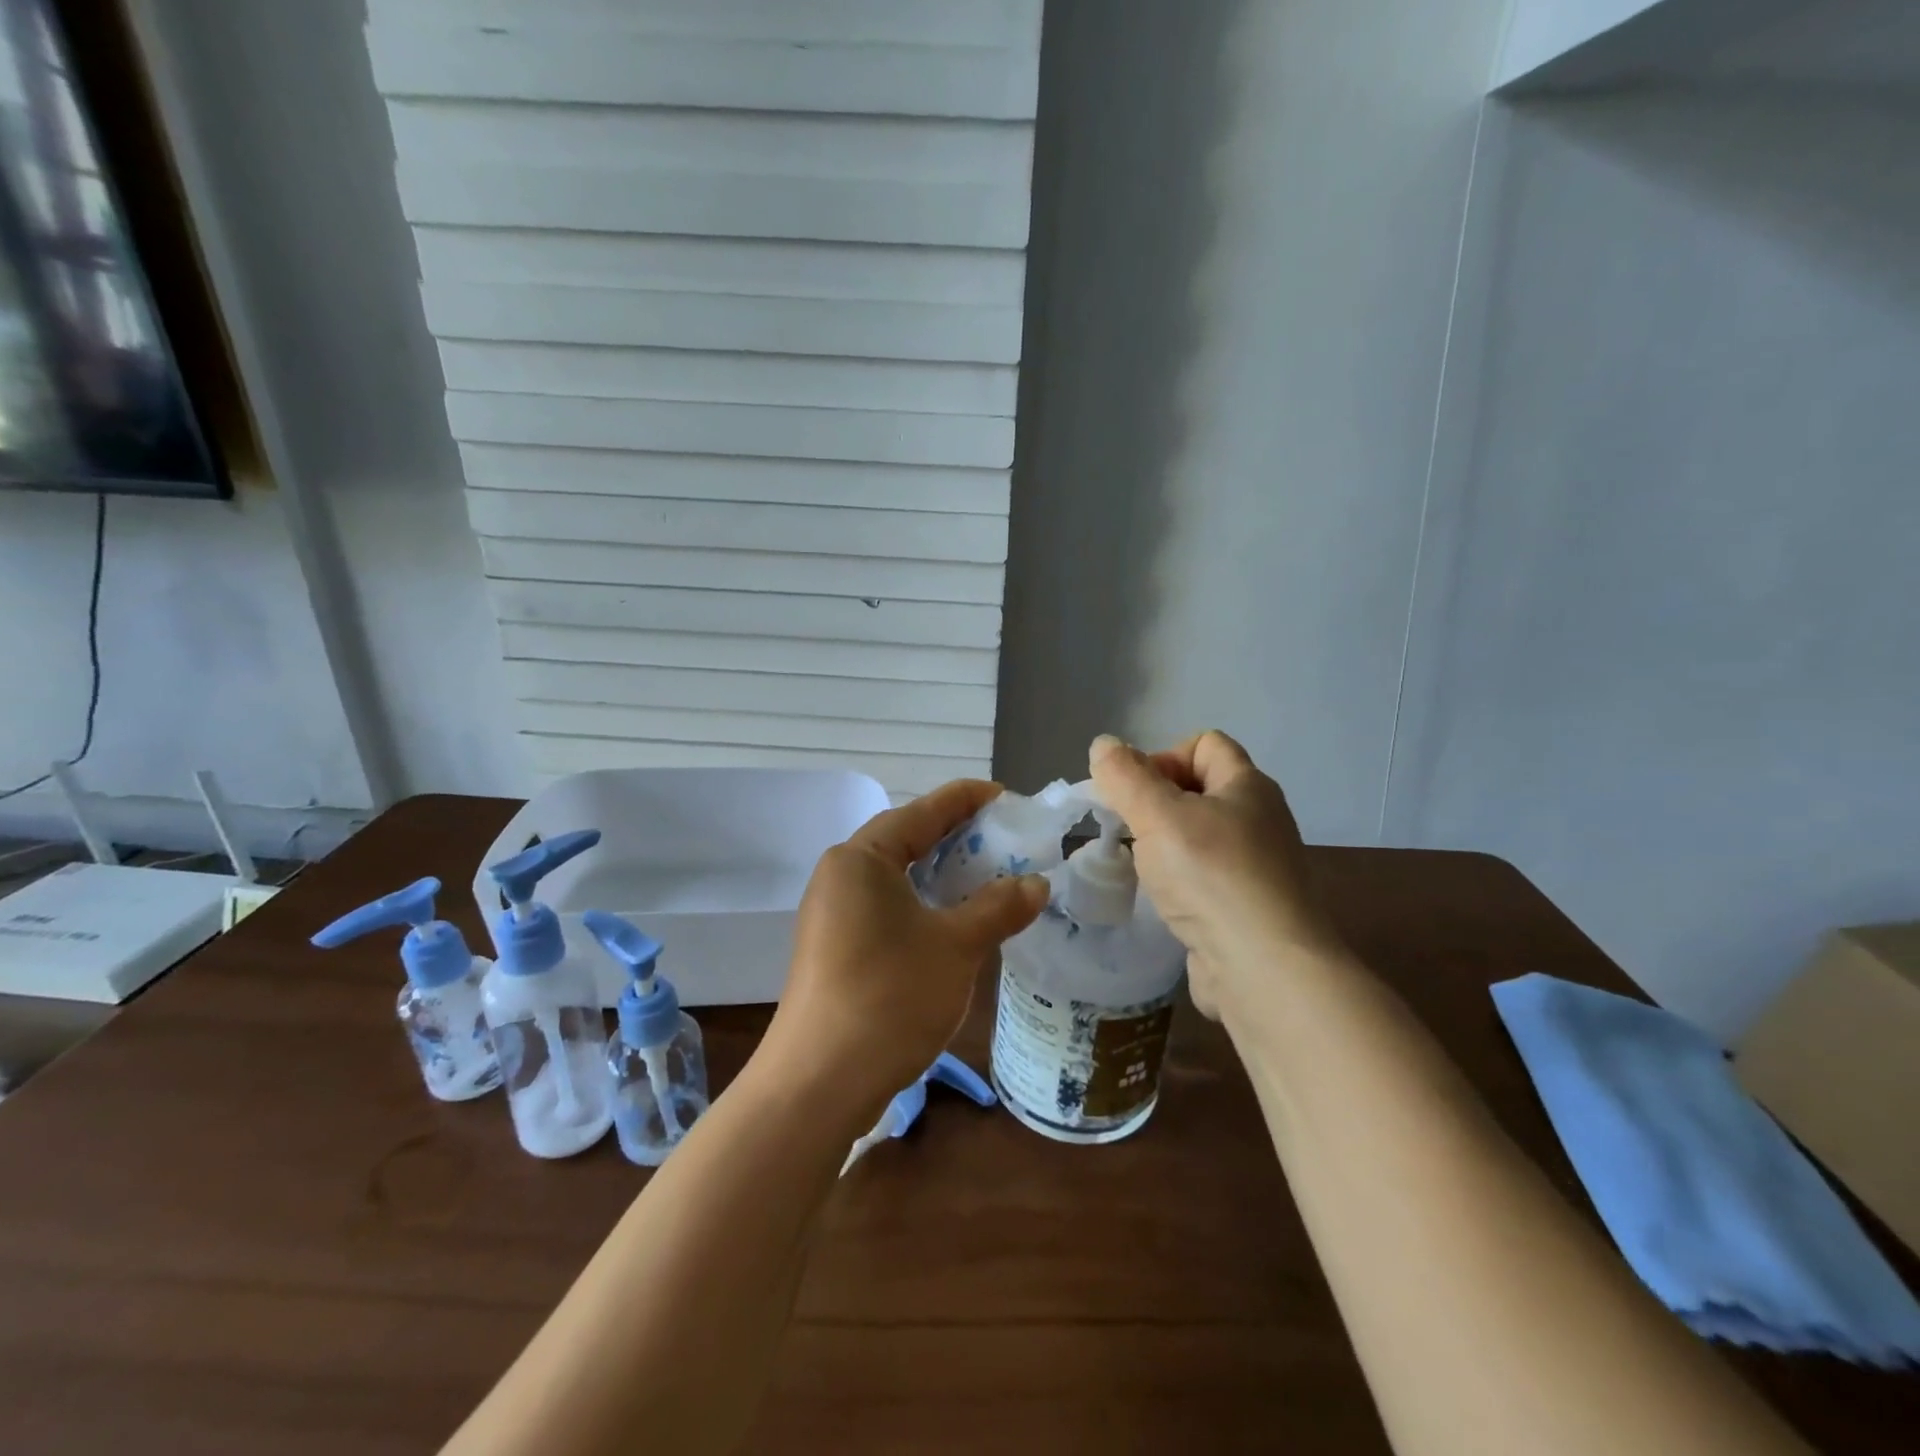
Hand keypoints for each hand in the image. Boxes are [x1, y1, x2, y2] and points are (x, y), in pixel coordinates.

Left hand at [766, 780, 1048, 1122]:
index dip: (966, 800)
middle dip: (957, 837)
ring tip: (988, 878)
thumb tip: (1036, 884)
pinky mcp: (835, 947)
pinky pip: (887, 907)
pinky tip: (953, 921)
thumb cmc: (890, 997)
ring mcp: (833, 913)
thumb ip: (999, 907)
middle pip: (906, 840)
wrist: (819, 1084)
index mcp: (862, 858)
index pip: (922, 811)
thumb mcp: (956, 946)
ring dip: (942, 875)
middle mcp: (841, 875)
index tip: (1005, 796)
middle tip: (1005, 840)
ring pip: (897, 877)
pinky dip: (923, 904)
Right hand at [1089, 731, 1345, 1019]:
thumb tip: (1104, 744)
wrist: (1264, 969)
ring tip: (1141, 866)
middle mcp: (1259, 819)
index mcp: (1247, 786)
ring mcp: (1257, 866)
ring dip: (1163, 844)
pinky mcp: (1247, 906)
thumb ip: (1126, 777)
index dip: (1164, 756)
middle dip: (1156, 802)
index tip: (1136, 793)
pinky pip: (1205, 875)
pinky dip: (1180, 880)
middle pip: (1199, 789)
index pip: (1204, 743)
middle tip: (1128, 829)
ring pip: (1199, 836)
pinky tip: (1163, 899)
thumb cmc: (1211, 877)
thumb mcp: (1158, 816)